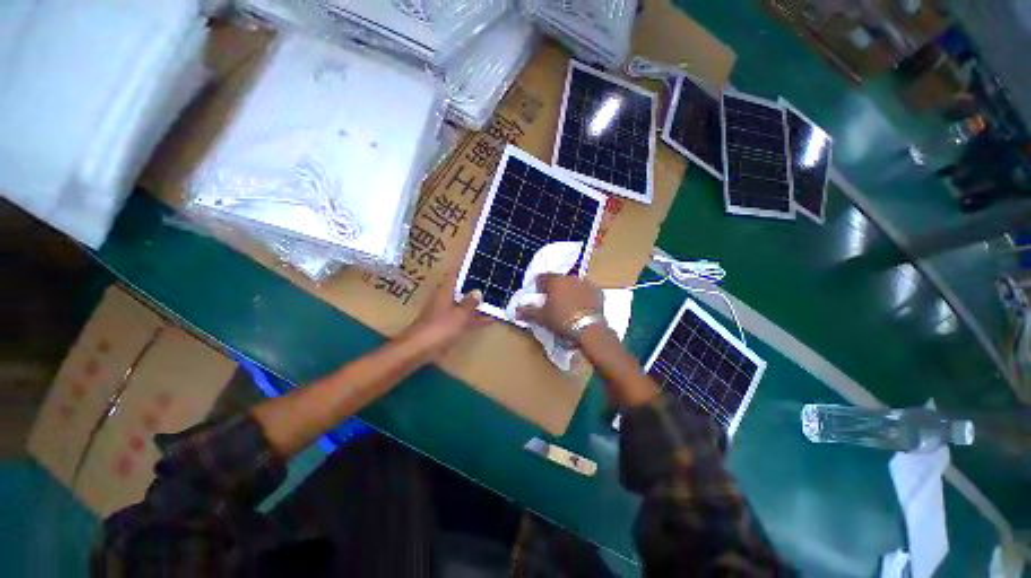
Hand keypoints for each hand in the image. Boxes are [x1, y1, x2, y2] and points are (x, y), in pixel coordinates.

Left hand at [404, 270, 490, 357]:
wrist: (419, 349)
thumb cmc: (440, 327)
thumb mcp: (460, 314)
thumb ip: (470, 303)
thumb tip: (477, 291)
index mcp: (445, 291)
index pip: (456, 274)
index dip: (465, 268)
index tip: (478, 263)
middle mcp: (444, 299)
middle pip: (461, 289)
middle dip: (474, 286)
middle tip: (492, 281)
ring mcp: (445, 313)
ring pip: (464, 304)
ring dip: (476, 303)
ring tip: (495, 299)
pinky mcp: (447, 326)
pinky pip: (464, 318)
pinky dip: (475, 318)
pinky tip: (489, 319)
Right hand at [516, 274, 602, 337]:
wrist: (589, 329)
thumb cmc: (561, 320)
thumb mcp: (541, 317)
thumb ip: (528, 312)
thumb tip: (516, 311)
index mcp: (555, 281)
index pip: (542, 278)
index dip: (538, 287)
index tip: (539, 297)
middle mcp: (570, 278)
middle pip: (559, 280)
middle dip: (555, 289)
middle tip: (553, 303)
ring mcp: (586, 283)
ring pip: (574, 284)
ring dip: (569, 291)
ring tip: (568, 306)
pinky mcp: (598, 292)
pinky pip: (587, 291)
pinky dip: (583, 297)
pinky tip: (582, 308)